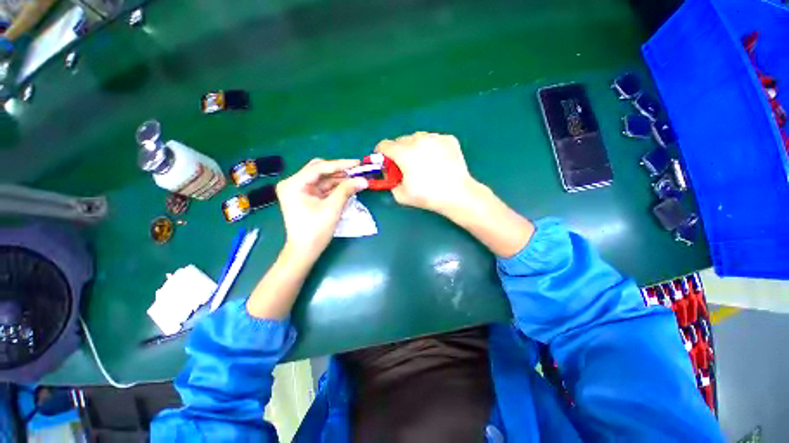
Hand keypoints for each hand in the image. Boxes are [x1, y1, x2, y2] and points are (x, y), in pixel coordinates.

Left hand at [276, 158, 367, 261]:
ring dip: (338, 179)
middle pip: (319, 170)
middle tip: (357, 170)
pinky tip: (348, 186)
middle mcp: (294, 183)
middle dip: (339, 171)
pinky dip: (335, 187)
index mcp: (294, 184)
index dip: (340, 165)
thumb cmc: (315, 230)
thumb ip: (347, 190)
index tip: (357, 163)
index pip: (319, 168)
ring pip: (322, 178)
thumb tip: (364, 180)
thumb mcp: (332, 208)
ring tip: (356, 178)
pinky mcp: (306, 197)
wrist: (304, 251)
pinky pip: (322, 187)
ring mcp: (299, 190)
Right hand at [377, 132, 533, 256]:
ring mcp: (435, 137)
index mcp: (404, 152)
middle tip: (405, 165)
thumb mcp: (401, 195)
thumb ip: (390, 181)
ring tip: (423, 162)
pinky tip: (437, 160)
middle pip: (401, 140)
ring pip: (418, 138)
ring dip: (415, 147)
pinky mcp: (449, 139)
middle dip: (398, 151)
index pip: (384, 145)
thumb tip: (390, 173)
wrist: (457, 194)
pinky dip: (431, 147)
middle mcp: (418, 139)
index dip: (381, 153)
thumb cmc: (427, 196)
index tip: (384, 161)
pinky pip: (434, 140)